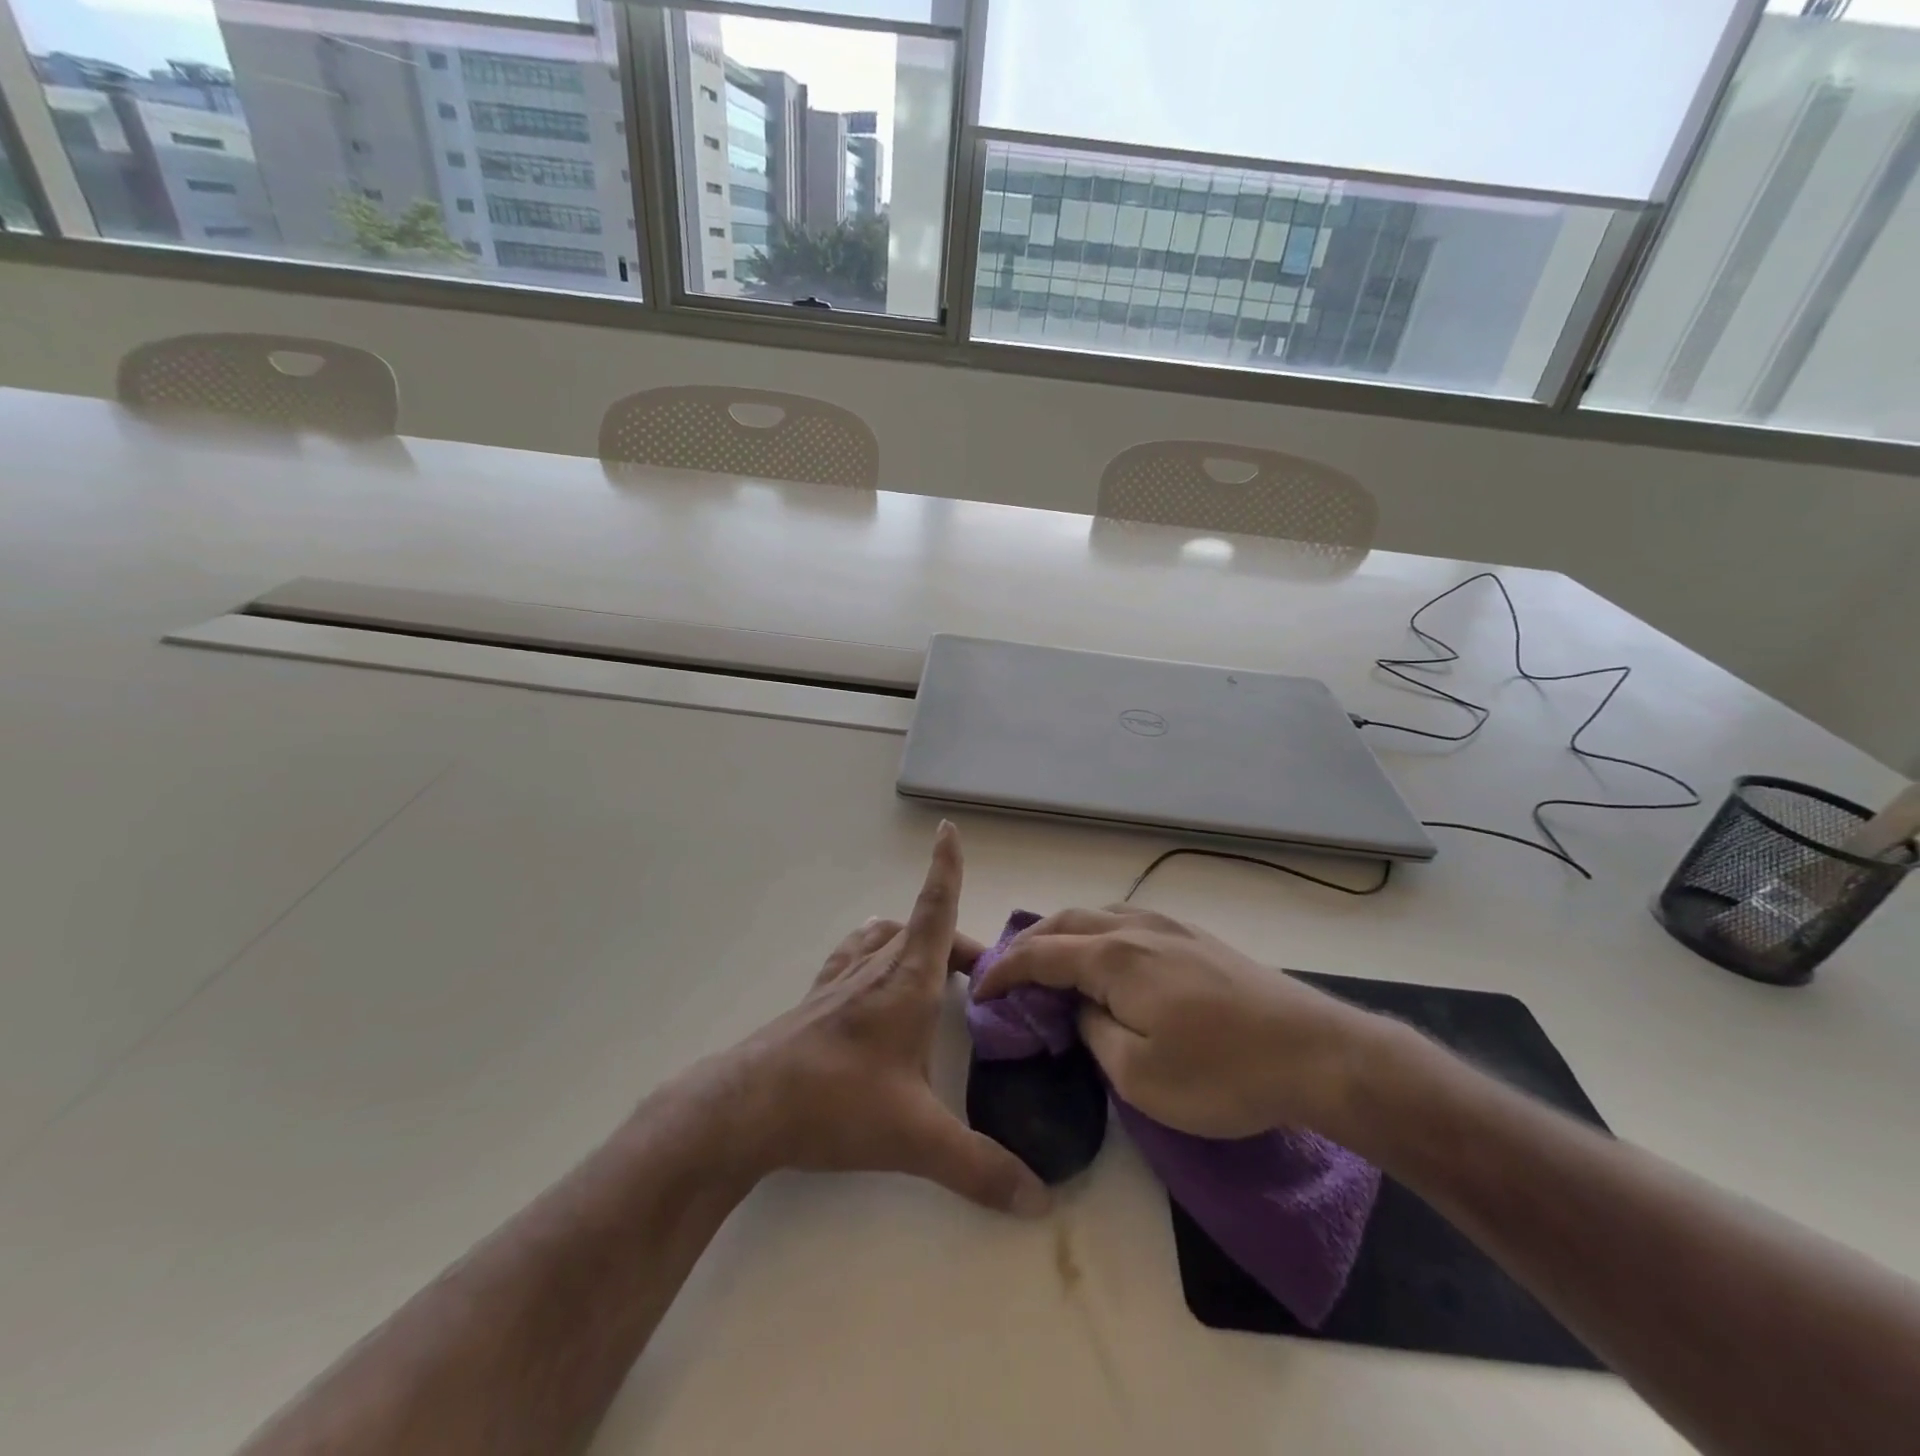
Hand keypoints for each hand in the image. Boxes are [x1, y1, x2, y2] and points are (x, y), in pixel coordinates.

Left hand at [683, 822, 1050, 1217]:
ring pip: (883, 938)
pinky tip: (870, 979)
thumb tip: (1039, 1200)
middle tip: (983, 978)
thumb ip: (980, 1167)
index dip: (945, 868)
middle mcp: (875, 968)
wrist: (746, 1108)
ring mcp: (840, 981)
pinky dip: (873, 953)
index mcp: (907, 980)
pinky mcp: (815, 1001)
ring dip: (912, 940)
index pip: (935, 909)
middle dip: (957, 942)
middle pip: (921, 929)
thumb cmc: (836, 1102)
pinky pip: (852, 958)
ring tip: (933, 967)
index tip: (948, 830)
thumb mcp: (916, 1137)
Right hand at [972, 905, 1389, 1139]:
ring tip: (1051, 963)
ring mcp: (1170, 928)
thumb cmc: (1222, 1073)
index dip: (1003, 971)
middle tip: (1008, 973)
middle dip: (1029, 943)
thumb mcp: (1139, 1075)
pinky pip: (1128, 921)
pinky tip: (1106, 959)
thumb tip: (1079, 1009)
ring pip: (1098, 915)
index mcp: (1114, 957)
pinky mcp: (1197, 938)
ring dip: (1064, 934)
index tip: (978, 991)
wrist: (1316, 1052)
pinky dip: (1097, 934)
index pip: (1040, 954)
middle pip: (1066, 922)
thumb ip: (1093, 1033)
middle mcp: (1136, 928)